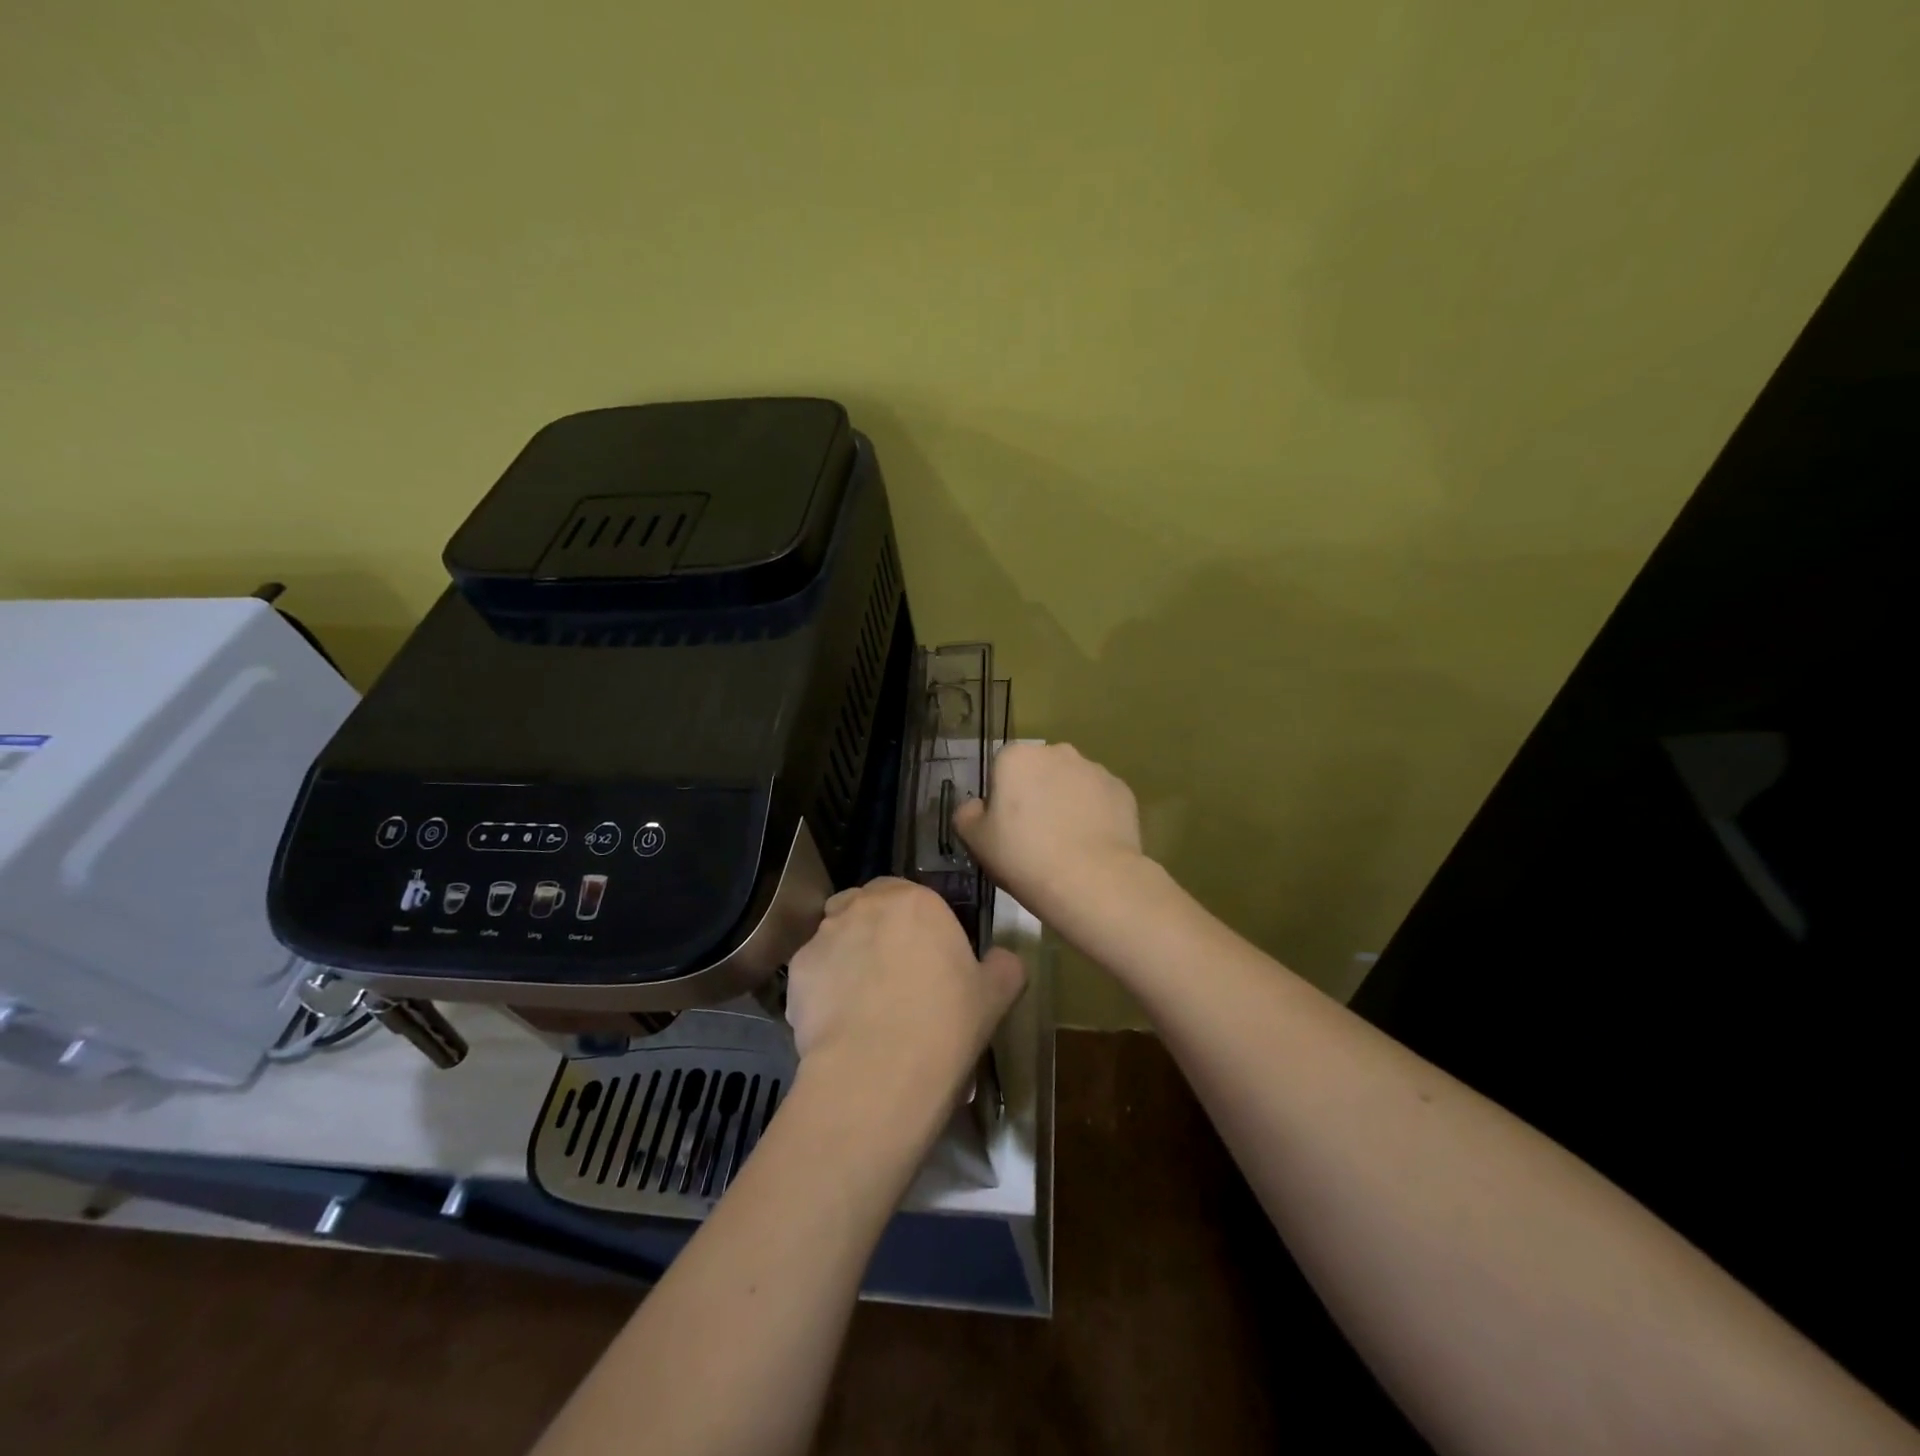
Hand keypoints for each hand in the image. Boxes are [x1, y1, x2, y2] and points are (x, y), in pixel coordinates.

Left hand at [786, 878, 1025, 1110]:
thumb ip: (1003, 965)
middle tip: (892, 972)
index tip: (924, 954)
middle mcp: (865, 906)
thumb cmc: (945, 1025)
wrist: (877, 1072)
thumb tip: (1002, 959)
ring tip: (861, 999)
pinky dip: (823, 986)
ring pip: (836, 934)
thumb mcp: (996, 995)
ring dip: (848, 953)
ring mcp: (825, 935)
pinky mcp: (797, 970)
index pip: (908, 893)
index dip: (914, 922)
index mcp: (916, 901)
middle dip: (876, 928)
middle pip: (866, 905)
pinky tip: (838, 1021)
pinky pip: (813, 970)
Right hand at [952, 742, 1145, 934]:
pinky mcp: (1122, 790)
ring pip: (1072, 784)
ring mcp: (1094, 769)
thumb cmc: (1024, 856)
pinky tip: (1091, 846)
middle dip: (1036, 795)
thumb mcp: (975, 841)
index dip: (1002, 799)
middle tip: (1035, 837)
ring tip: (1066, 845)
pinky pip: (1099, 800)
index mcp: (1016, 757)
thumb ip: (967, 814)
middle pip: (1039, 772)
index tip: (1006, 829)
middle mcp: (1057, 752)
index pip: (1002, 770)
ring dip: (1066, 803)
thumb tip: (977, 807)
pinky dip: (1094, 816)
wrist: (1092, 880)